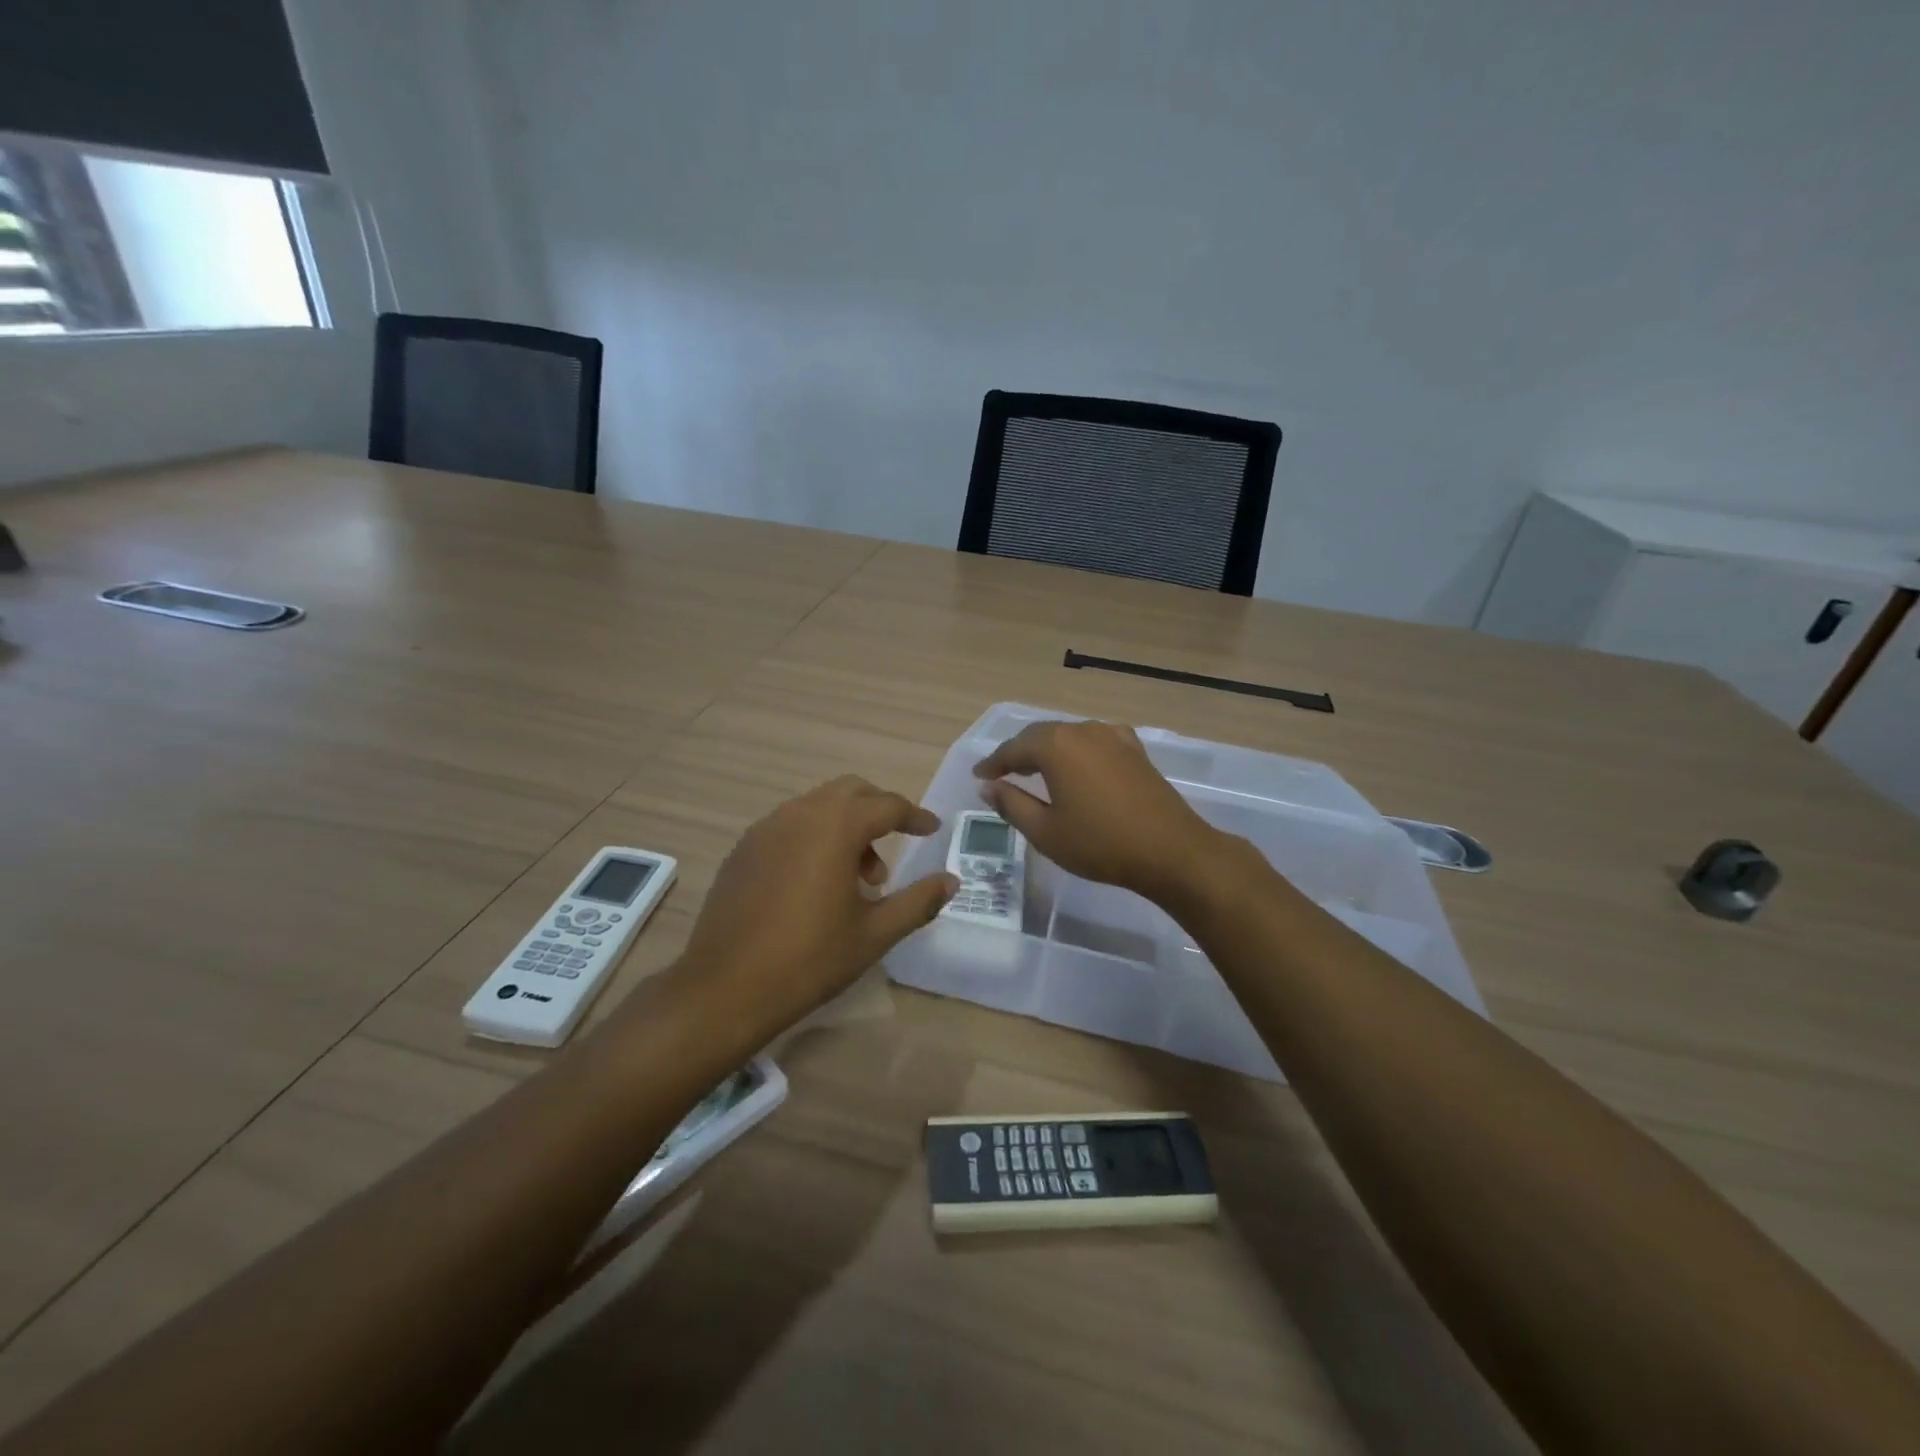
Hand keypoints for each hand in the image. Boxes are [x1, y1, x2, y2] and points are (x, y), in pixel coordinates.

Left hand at [678, 776, 956, 1040]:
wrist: (724, 989)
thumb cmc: (809, 960)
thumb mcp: (874, 934)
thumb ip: (918, 901)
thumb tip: (951, 881)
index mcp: (835, 827)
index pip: (886, 805)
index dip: (914, 816)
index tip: (931, 829)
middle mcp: (799, 814)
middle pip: (850, 791)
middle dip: (879, 810)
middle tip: (896, 845)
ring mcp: (765, 829)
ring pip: (818, 806)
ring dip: (846, 826)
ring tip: (859, 878)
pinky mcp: (744, 849)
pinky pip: (790, 825)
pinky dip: (815, 836)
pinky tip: (817, 882)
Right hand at [973, 720, 1229, 908]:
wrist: (1170, 851)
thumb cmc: (1100, 844)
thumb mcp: (1045, 831)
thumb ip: (1011, 804)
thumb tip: (987, 787)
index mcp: (1056, 745)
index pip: (1013, 749)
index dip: (993, 764)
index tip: (979, 777)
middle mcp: (1082, 730)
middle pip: (1040, 736)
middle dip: (1018, 753)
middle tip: (1001, 774)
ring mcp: (1113, 736)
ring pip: (1068, 736)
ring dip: (1047, 751)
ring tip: (1034, 771)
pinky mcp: (1134, 749)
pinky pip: (1094, 741)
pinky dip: (1077, 751)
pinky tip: (1078, 765)